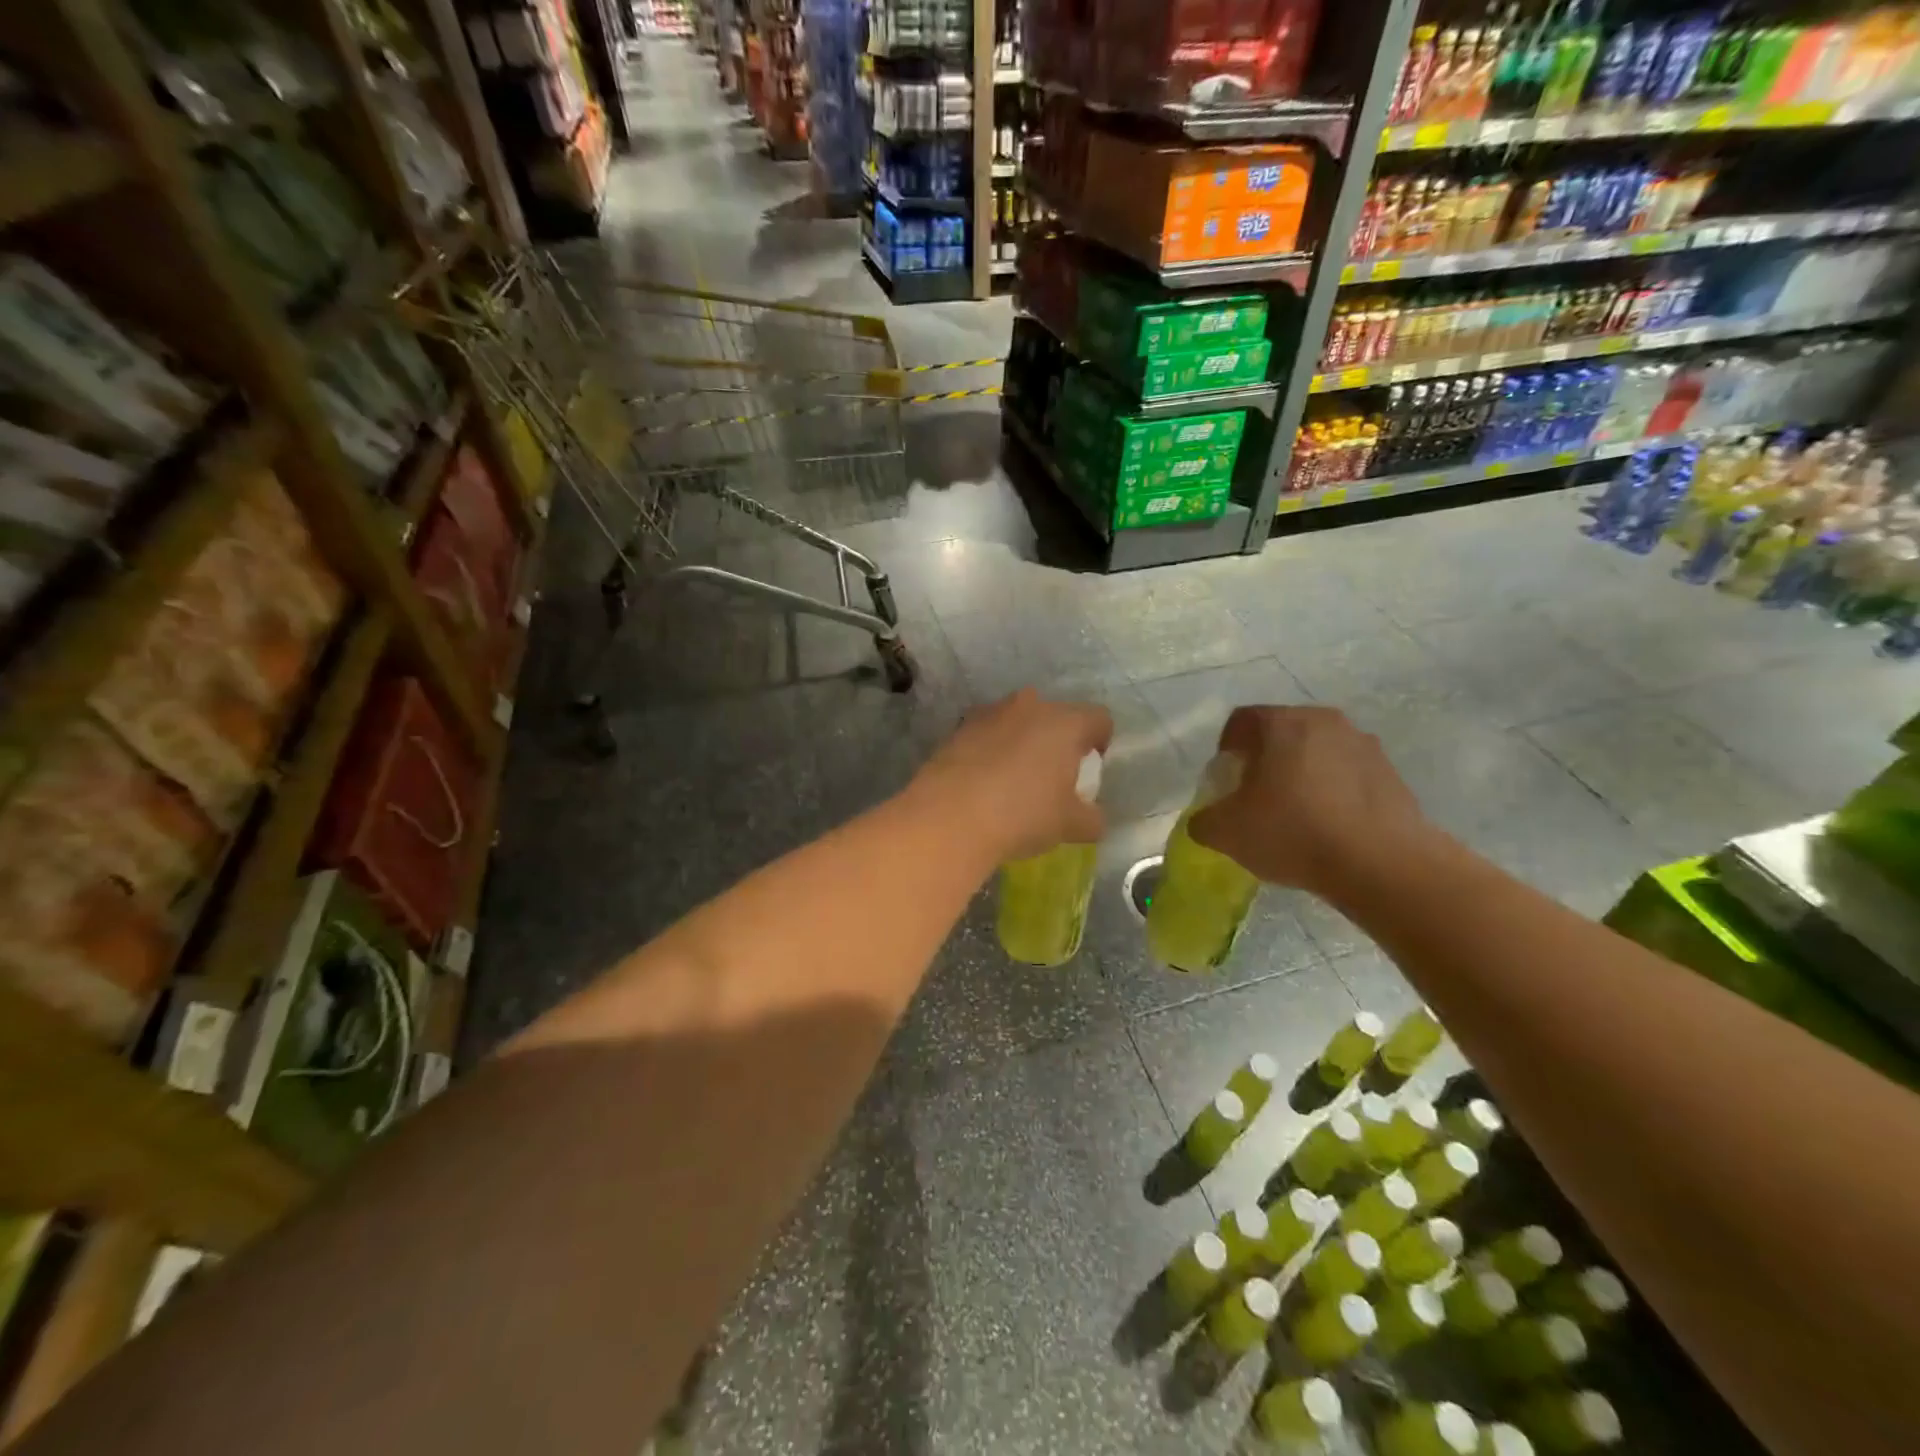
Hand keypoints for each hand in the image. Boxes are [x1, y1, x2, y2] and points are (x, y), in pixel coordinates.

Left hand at [911, 690, 1112, 861]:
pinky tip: (984, 782)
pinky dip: (991, 751)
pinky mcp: (958, 728)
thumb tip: (1092, 818)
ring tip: (1014, 780)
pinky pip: (986, 734)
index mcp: (1065, 722)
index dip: (1100, 742)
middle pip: (1055, 716)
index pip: (1099, 719)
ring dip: (1022, 742)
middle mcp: (1029, 706)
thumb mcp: (1070, 825)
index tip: (1089, 769)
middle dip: (1058, 741)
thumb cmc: (1023, 815)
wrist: (949, 817)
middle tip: (1053, 776)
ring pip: (1018, 722)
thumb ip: (1092, 818)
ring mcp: (989, 713)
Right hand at [1188, 705, 1431, 898]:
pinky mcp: (1391, 773)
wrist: (1381, 864)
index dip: (1226, 748)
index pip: (1241, 720)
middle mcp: (1324, 721)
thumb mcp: (1226, 833)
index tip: (1226, 779)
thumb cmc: (1293, 832)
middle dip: (1266, 760)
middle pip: (1282, 732)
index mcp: (1281, 724)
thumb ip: (1204, 820)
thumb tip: (1206, 820)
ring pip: (1318, 752)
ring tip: (1297, 815)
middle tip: (1257, 796)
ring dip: (1303, 774)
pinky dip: (1334, 792)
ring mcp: (1364, 745)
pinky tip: (1330, 828)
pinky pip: (1348, 774)